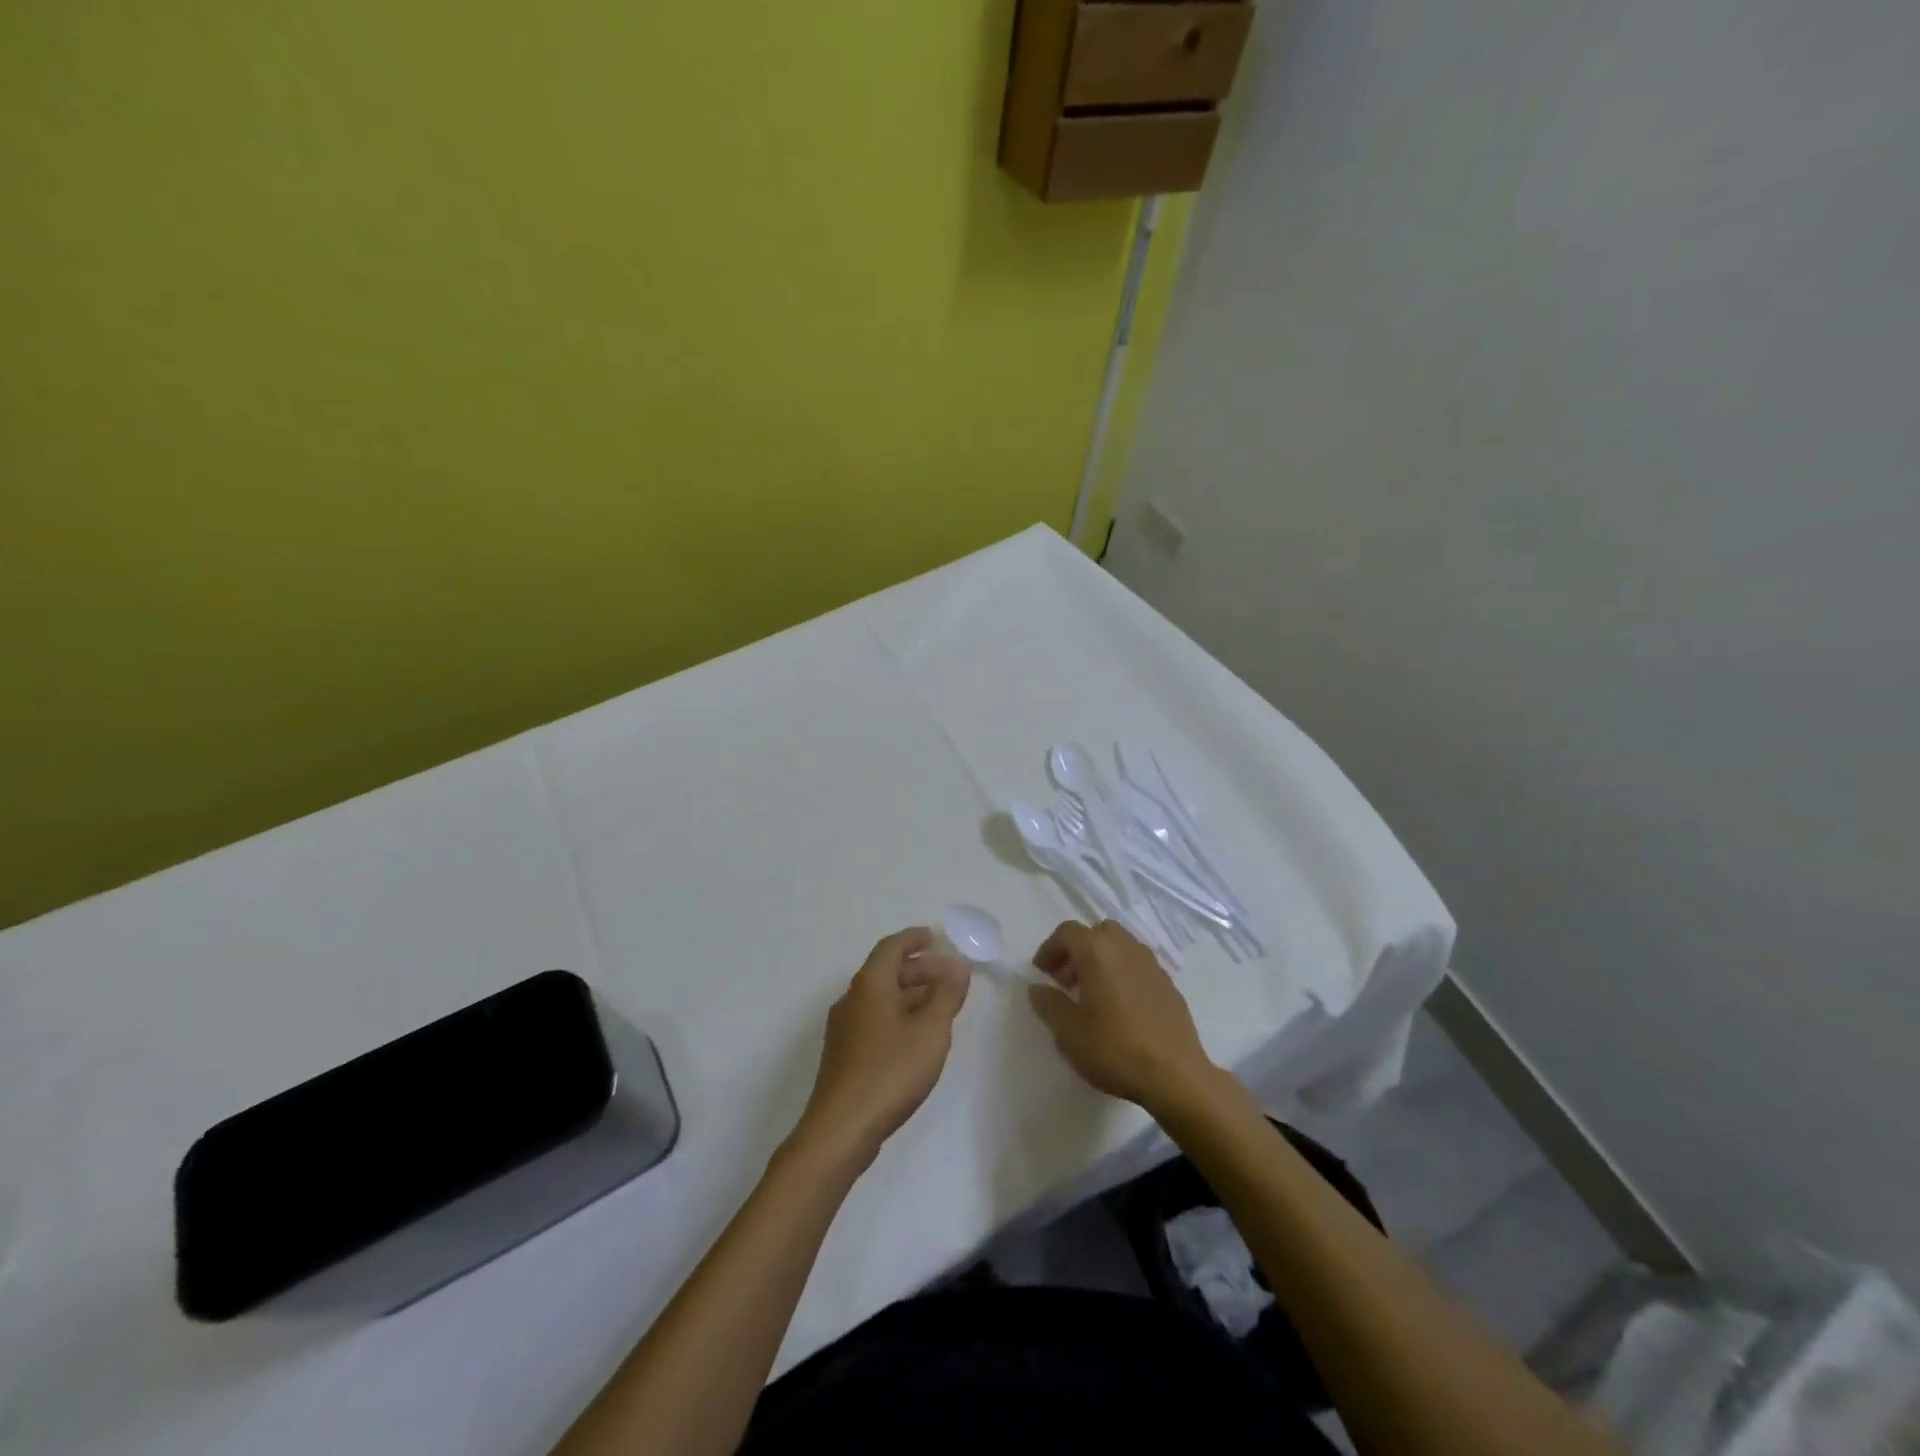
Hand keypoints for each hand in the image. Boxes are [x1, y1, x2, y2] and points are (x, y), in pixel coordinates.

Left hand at [794, 928, 969, 1166]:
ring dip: (910, 994)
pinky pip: (875, 1019)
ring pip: (881, 997)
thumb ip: (946, 995)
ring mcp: (844, 1028)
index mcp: (870, 984)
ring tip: (940, 1005)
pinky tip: (916, 1036)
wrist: (841, 1129)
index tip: (936, 937)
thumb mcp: (930, 1030)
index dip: (914, 938)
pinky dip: (898, 1014)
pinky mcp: (844, 1054)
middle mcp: (852, 999)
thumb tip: (957, 968)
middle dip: (919, 968)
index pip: (891, 947)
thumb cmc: (890, 1071)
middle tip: (950, 975)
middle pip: (886, 971)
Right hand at [1027, 920, 1215, 1113]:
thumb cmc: (1115, 1049)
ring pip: (1120, 946)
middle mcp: (1126, 948)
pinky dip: (1123, 973)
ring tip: (1092, 994)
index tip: (1041, 972)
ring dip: (1101, 960)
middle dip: (1077, 950)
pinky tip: (1120, 1007)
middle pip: (1097, 932)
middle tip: (1066, 980)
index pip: (1067, 932)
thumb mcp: (1068, 1031)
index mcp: (1098, 951)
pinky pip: (1138, 966)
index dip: (1050, 948)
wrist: (1176, 1075)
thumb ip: (1048, 1004)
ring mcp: (1152, 965)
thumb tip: (1038, 988)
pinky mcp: (1169, 984)